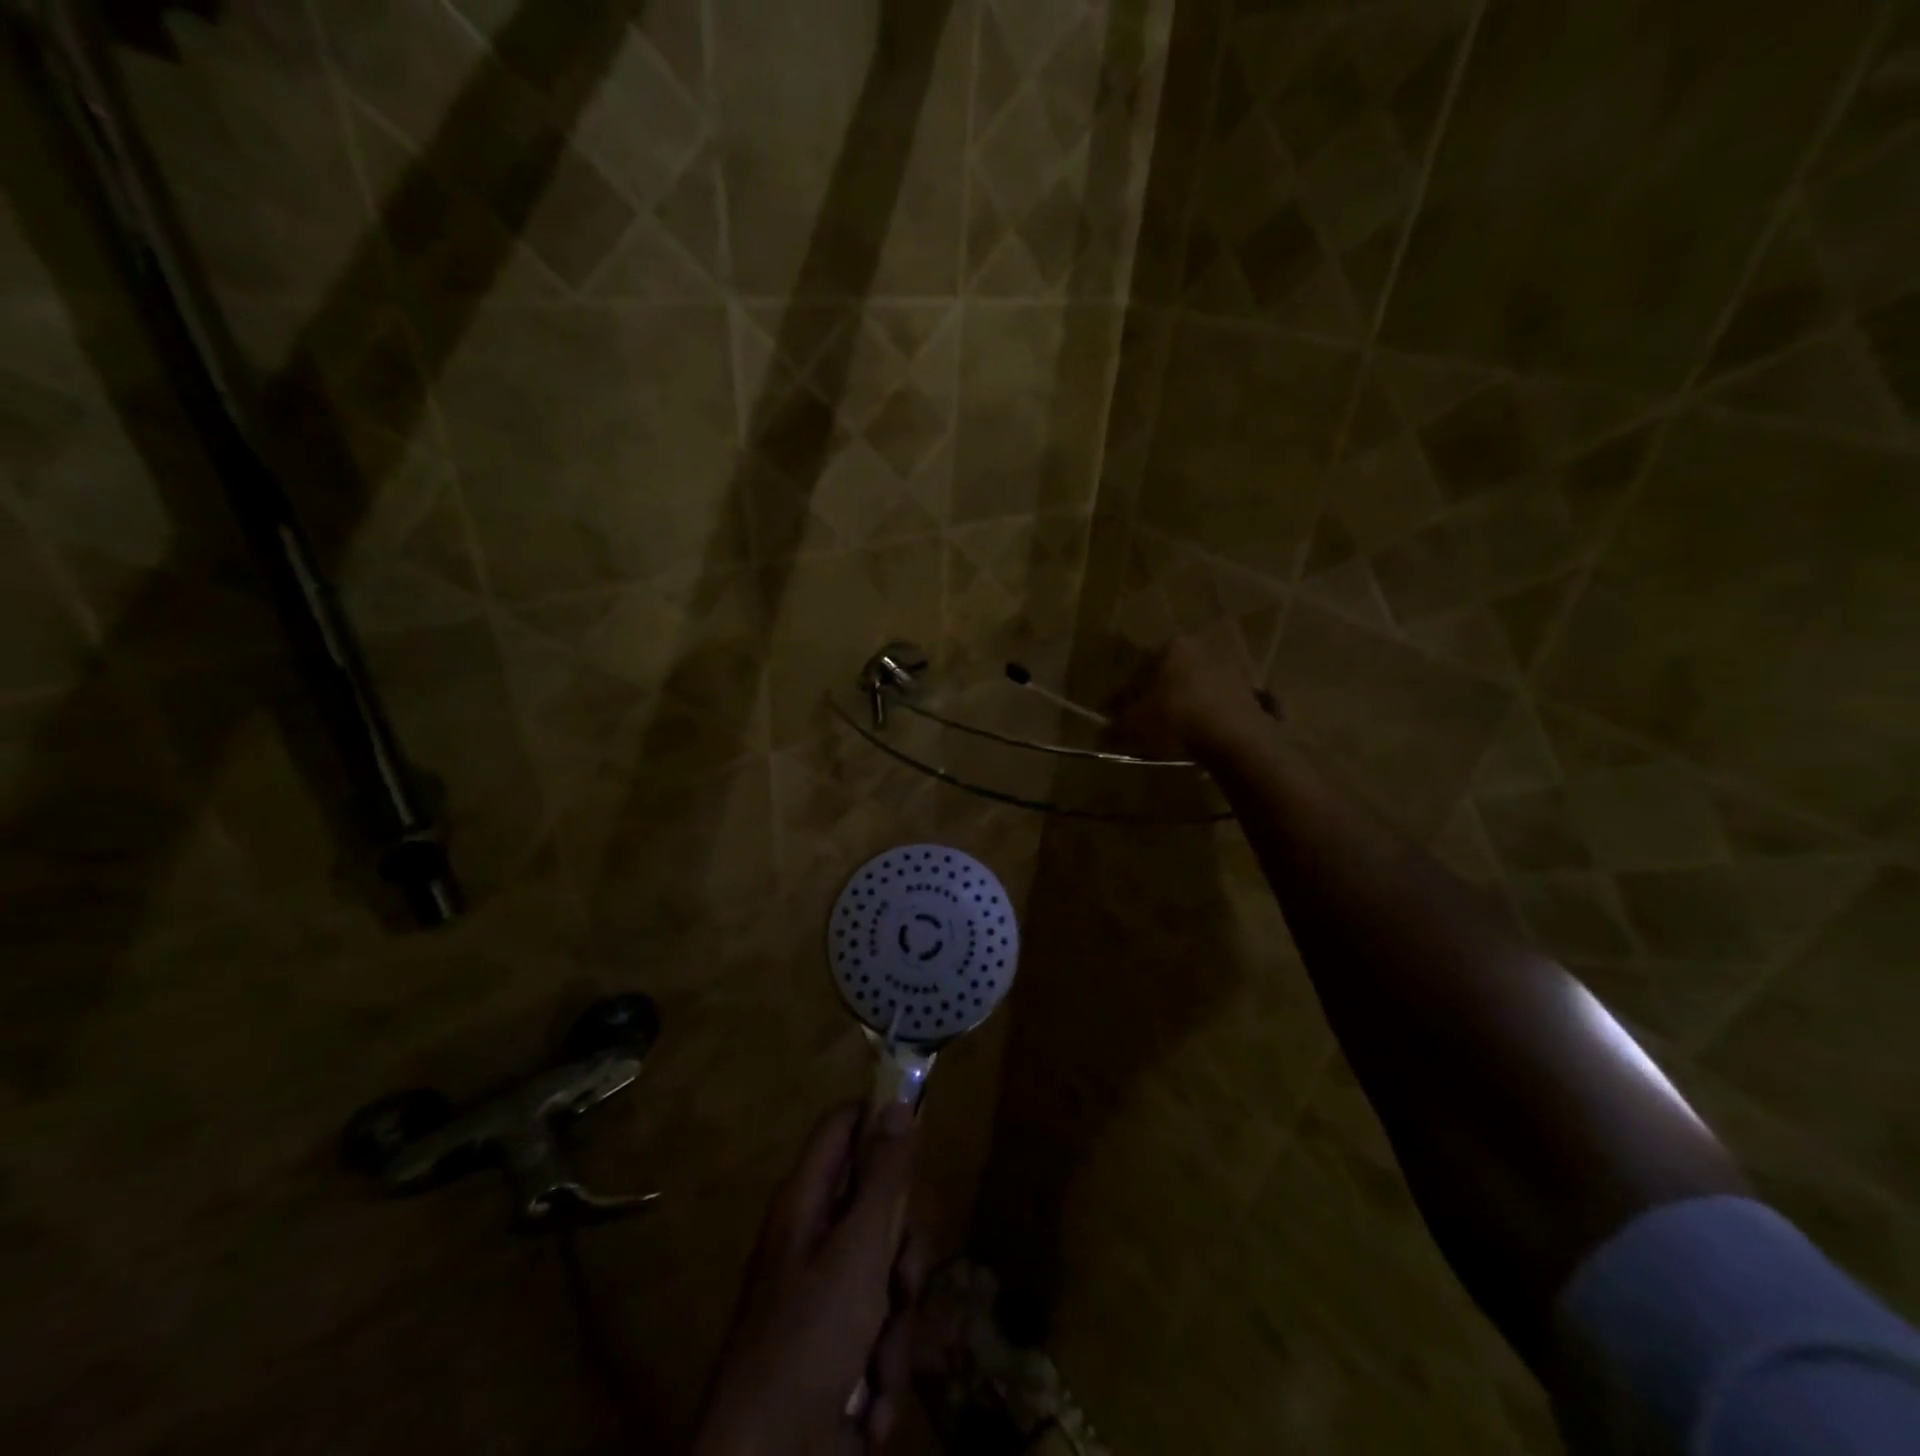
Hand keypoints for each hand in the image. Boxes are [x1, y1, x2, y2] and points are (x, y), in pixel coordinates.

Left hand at [692, 1103, 922, 1455]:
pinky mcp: (841, 1345)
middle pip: (881, 1205)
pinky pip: (884, 1328)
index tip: (921, 1139)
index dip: (881, 1121)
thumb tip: (897, 1102)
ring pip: (891, 1272)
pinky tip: (871, 1407)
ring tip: (879, 1366)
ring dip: (898, 1324)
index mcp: (807, 1202)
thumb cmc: (808, 1343)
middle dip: (904, 1251)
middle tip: (900, 1282)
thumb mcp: (857, 1252)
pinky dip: (885, 1366)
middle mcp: (817, 1238)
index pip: (844, 1126)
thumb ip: (884, 1178)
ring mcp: (828, 1294)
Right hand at [1111, 627, 1276, 762]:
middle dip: (1158, 693)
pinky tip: (1201, 730)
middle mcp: (1203, 646)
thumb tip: (1101, 734)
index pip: (1141, 670)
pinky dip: (1208, 710)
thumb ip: (1116, 727)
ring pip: (1197, 683)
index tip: (1118, 715)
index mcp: (1172, 646)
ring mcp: (1232, 664)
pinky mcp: (1252, 686)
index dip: (1126, 695)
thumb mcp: (1136, 725)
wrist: (1234, 737)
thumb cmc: (1176, 719)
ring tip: (1175, 726)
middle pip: (1172, 672)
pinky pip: (1219, 697)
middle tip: (1148, 718)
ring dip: (1186, 700)